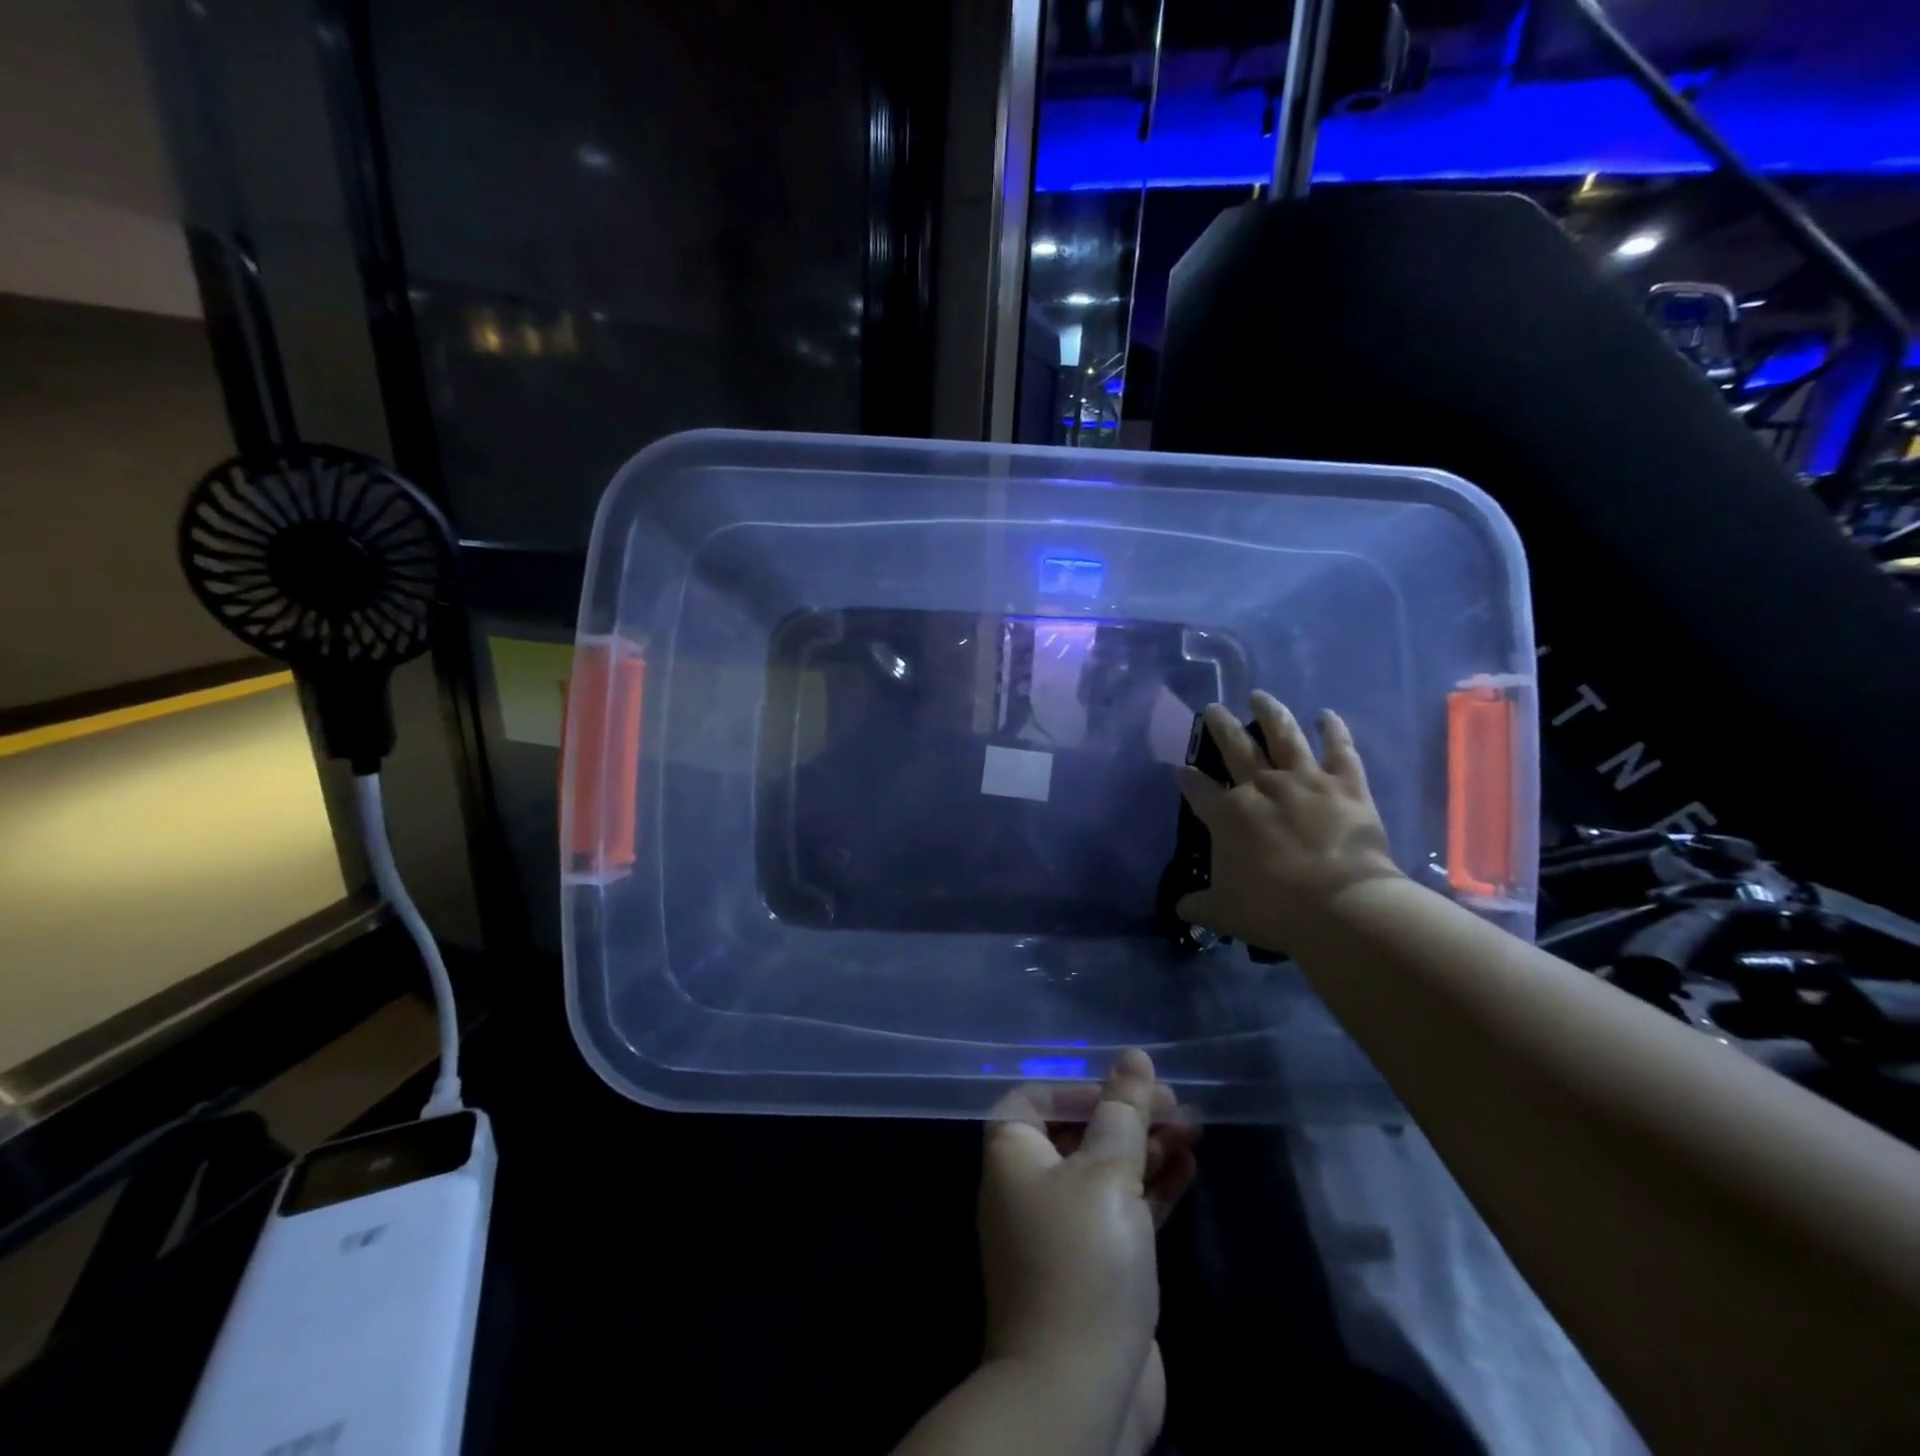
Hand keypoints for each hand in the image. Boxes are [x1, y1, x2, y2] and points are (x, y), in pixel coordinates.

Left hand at [980, 1050, 1196, 1452]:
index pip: (1039, 1097)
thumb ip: (1122, 1112)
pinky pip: (1123, 1208)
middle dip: (1127, 1114)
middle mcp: (1031, 1185)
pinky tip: (1189, 1167)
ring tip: (1195, 1128)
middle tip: (1179, 1105)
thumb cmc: (1083, 1261)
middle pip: (1079, 1132)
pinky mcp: (1096, 1264)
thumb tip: (1133, 1057)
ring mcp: (1063, 1227)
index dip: (1084, 1087)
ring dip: (1147, 1147)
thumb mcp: (1106, 1173)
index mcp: (1013, 1154)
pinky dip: (1153, 1186)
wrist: (1076, 1393)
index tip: (1130, 1087)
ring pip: (1106, 1169)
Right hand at [1174, 691, 1401, 949]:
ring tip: (1259, 696)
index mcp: (1228, 815)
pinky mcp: (1345, 785)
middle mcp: (1261, 787)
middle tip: (1212, 709)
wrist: (1341, 905)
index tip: (1179, 769)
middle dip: (1220, 726)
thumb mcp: (1223, 912)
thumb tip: (1180, 908)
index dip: (1186, 778)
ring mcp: (1304, 780)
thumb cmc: (1274, 908)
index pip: (1198, 789)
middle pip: (1235, 747)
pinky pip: (1340, 750)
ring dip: (1270, 712)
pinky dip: (1334, 730)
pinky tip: (1326, 714)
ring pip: (1283, 735)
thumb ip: (1198, 905)